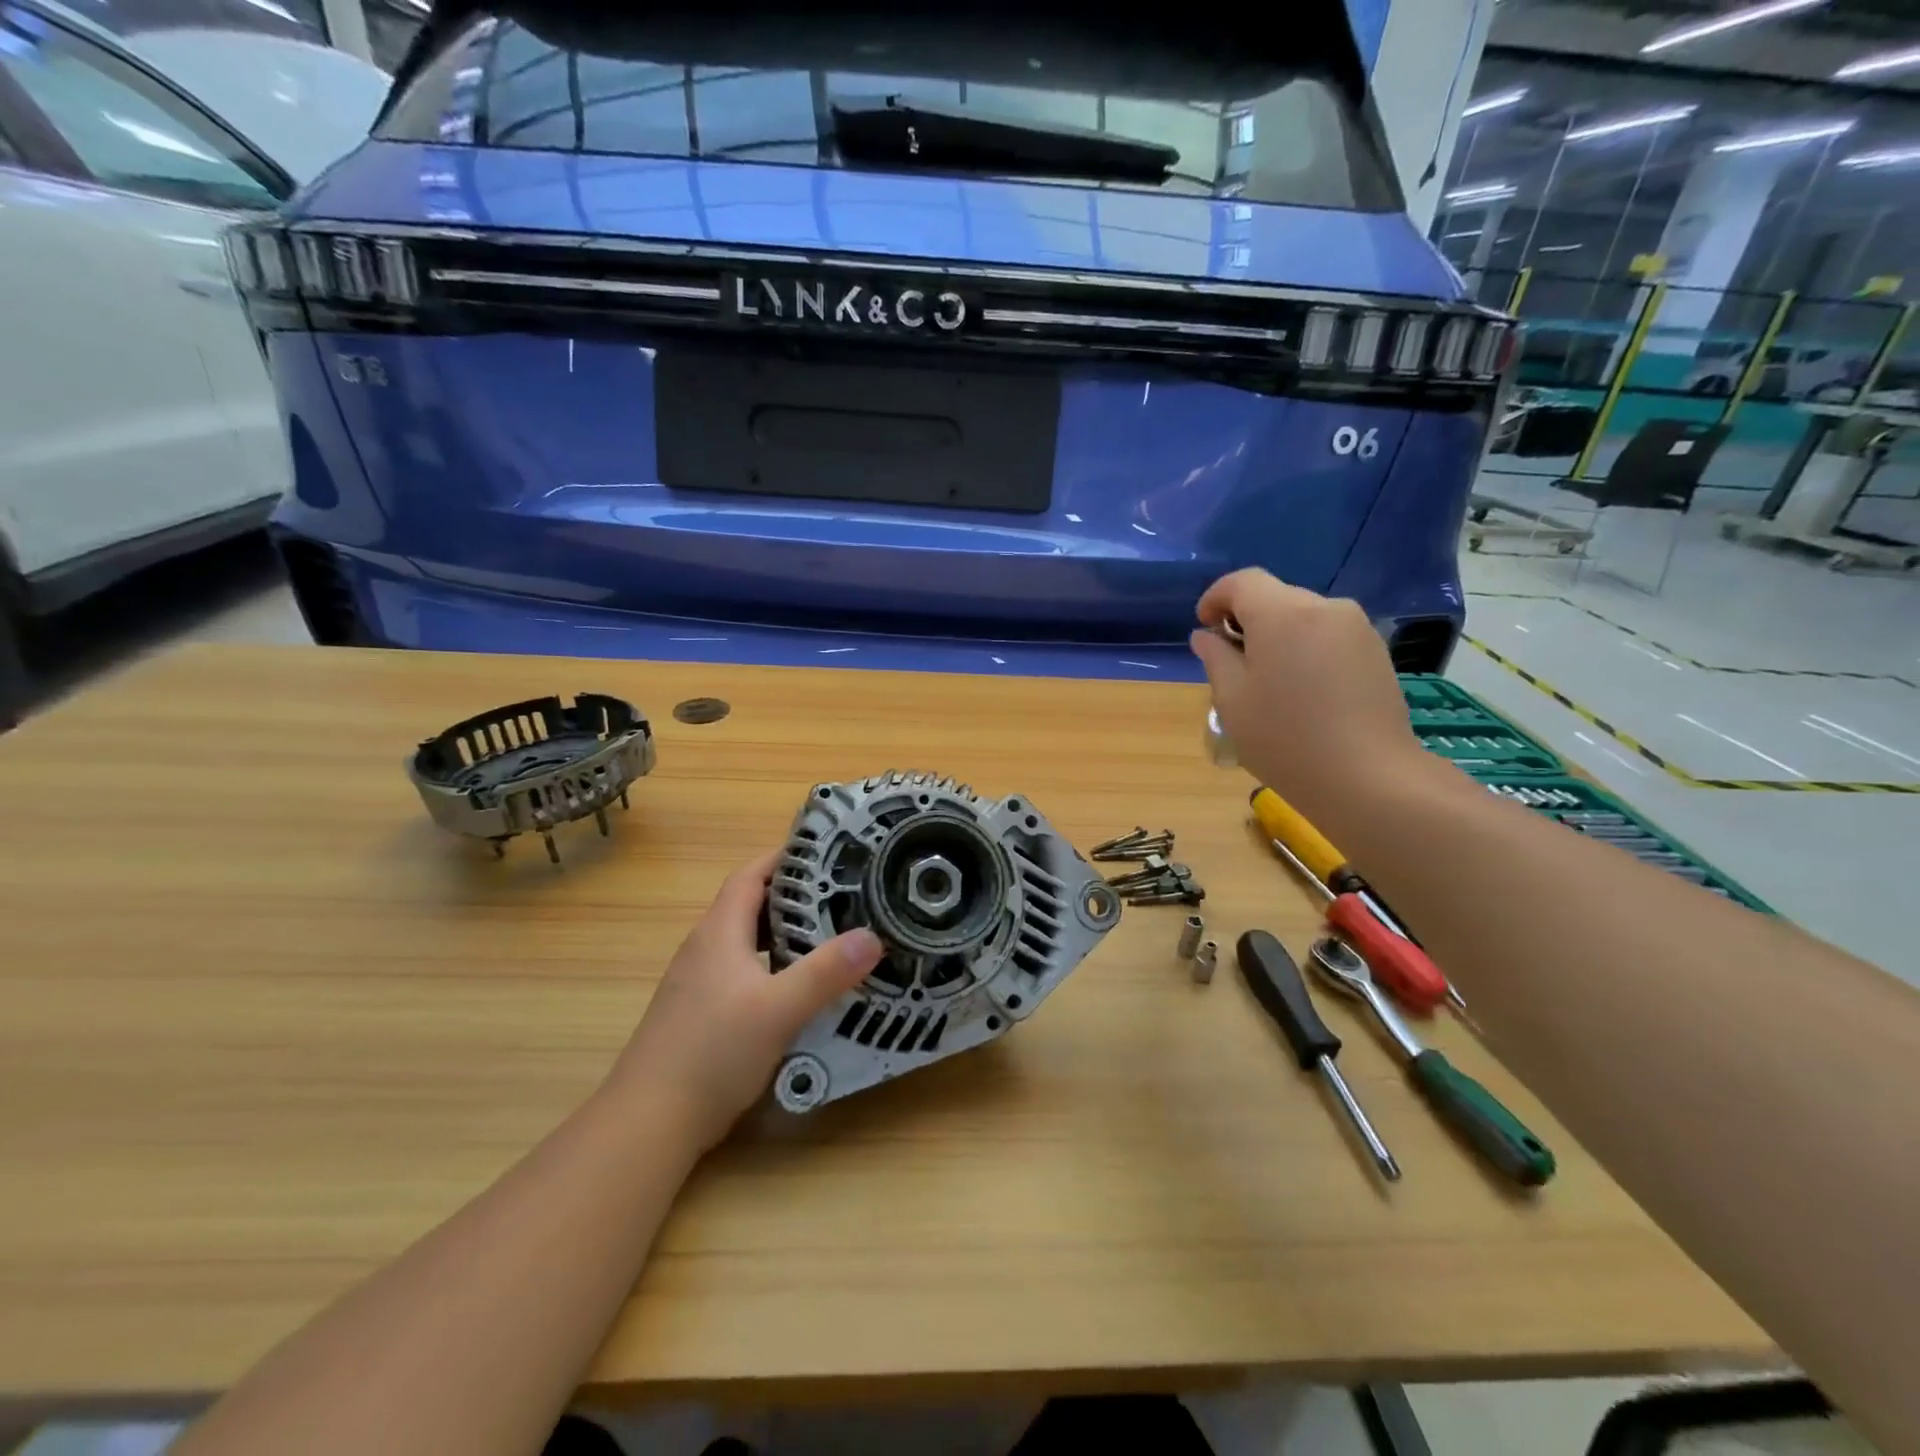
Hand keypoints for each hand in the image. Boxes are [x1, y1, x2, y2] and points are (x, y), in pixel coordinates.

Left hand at [608, 850, 883, 1152]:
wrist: (648, 1123)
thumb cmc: (712, 1053)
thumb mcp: (778, 1010)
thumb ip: (825, 972)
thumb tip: (873, 937)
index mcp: (719, 933)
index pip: (750, 875)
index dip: (784, 858)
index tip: (827, 854)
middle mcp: (705, 949)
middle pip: (750, 905)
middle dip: (794, 895)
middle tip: (843, 896)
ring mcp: (698, 983)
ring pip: (748, 942)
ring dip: (785, 933)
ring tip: (831, 936)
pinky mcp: (700, 1013)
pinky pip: (744, 972)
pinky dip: (774, 966)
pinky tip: (798, 989)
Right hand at [1189, 569, 1430, 824]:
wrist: (1367, 777)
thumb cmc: (1285, 738)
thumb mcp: (1232, 700)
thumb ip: (1215, 658)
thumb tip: (1207, 636)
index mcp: (1282, 614)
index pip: (1242, 582)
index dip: (1216, 598)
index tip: (1204, 628)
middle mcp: (1324, 608)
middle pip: (1275, 597)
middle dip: (1247, 619)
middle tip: (1232, 663)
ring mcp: (1357, 629)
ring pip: (1304, 617)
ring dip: (1278, 636)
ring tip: (1269, 682)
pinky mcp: (1376, 652)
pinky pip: (1329, 636)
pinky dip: (1306, 649)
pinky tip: (1303, 692)